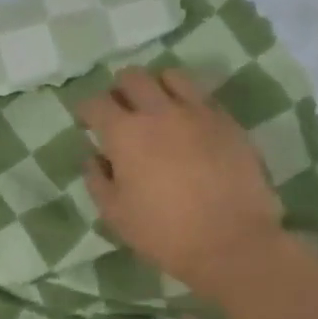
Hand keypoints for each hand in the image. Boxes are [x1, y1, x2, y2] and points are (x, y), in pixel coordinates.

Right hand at [76, 67, 285, 297]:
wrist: (232, 243)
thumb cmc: (163, 232)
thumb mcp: (114, 214)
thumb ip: (97, 179)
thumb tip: (95, 157)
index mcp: (124, 134)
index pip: (95, 103)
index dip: (85, 110)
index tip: (86, 122)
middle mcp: (159, 112)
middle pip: (132, 77)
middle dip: (118, 90)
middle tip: (119, 112)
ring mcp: (198, 113)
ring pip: (171, 76)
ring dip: (156, 87)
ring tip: (156, 109)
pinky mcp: (228, 122)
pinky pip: (202, 97)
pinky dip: (187, 102)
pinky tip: (188, 125)